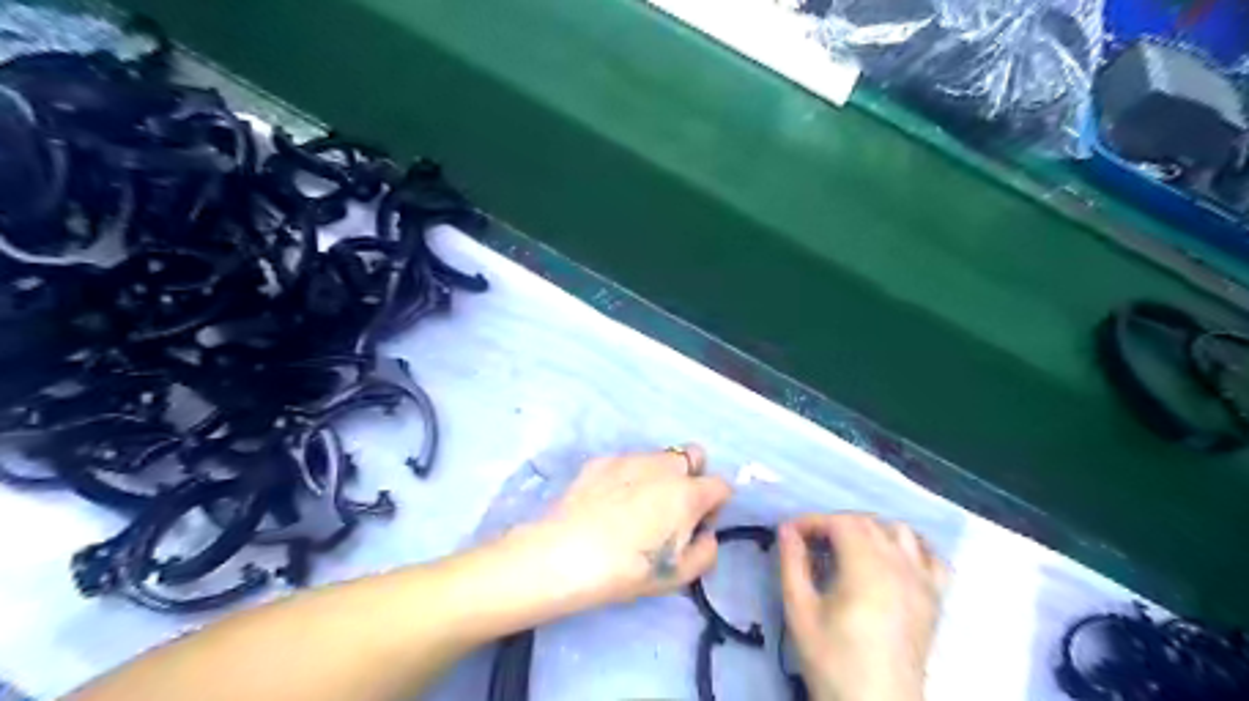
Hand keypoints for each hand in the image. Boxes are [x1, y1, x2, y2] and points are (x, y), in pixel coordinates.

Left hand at [519, 446, 733, 610]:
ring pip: (659, 457)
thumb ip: (706, 551)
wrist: (565, 554)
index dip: (716, 505)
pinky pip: (626, 462)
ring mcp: (631, 458)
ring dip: (659, 475)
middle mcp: (664, 466)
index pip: (721, 485)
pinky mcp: (602, 460)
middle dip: (693, 475)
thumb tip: (705, 534)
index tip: (698, 524)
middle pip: (694, 455)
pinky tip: (608, 503)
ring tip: (635, 505)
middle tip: (674, 505)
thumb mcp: (679, 576)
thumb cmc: (628, 569)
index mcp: (688, 493)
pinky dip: (627, 477)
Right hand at [778, 511, 947, 699]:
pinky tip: (892, 560)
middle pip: (867, 523)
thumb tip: (786, 530)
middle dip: (835, 524)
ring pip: (900, 532)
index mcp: (866, 567)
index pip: (840, 522)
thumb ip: (792, 564)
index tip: (790, 533)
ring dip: (871, 530)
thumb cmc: (833, 660)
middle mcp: (899, 565)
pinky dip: (912, 548)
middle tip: (810, 544)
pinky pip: (931, 557)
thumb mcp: (800, 611)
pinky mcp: (934, 599)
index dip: (812, 521)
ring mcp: (922, 581)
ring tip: (848, 549)